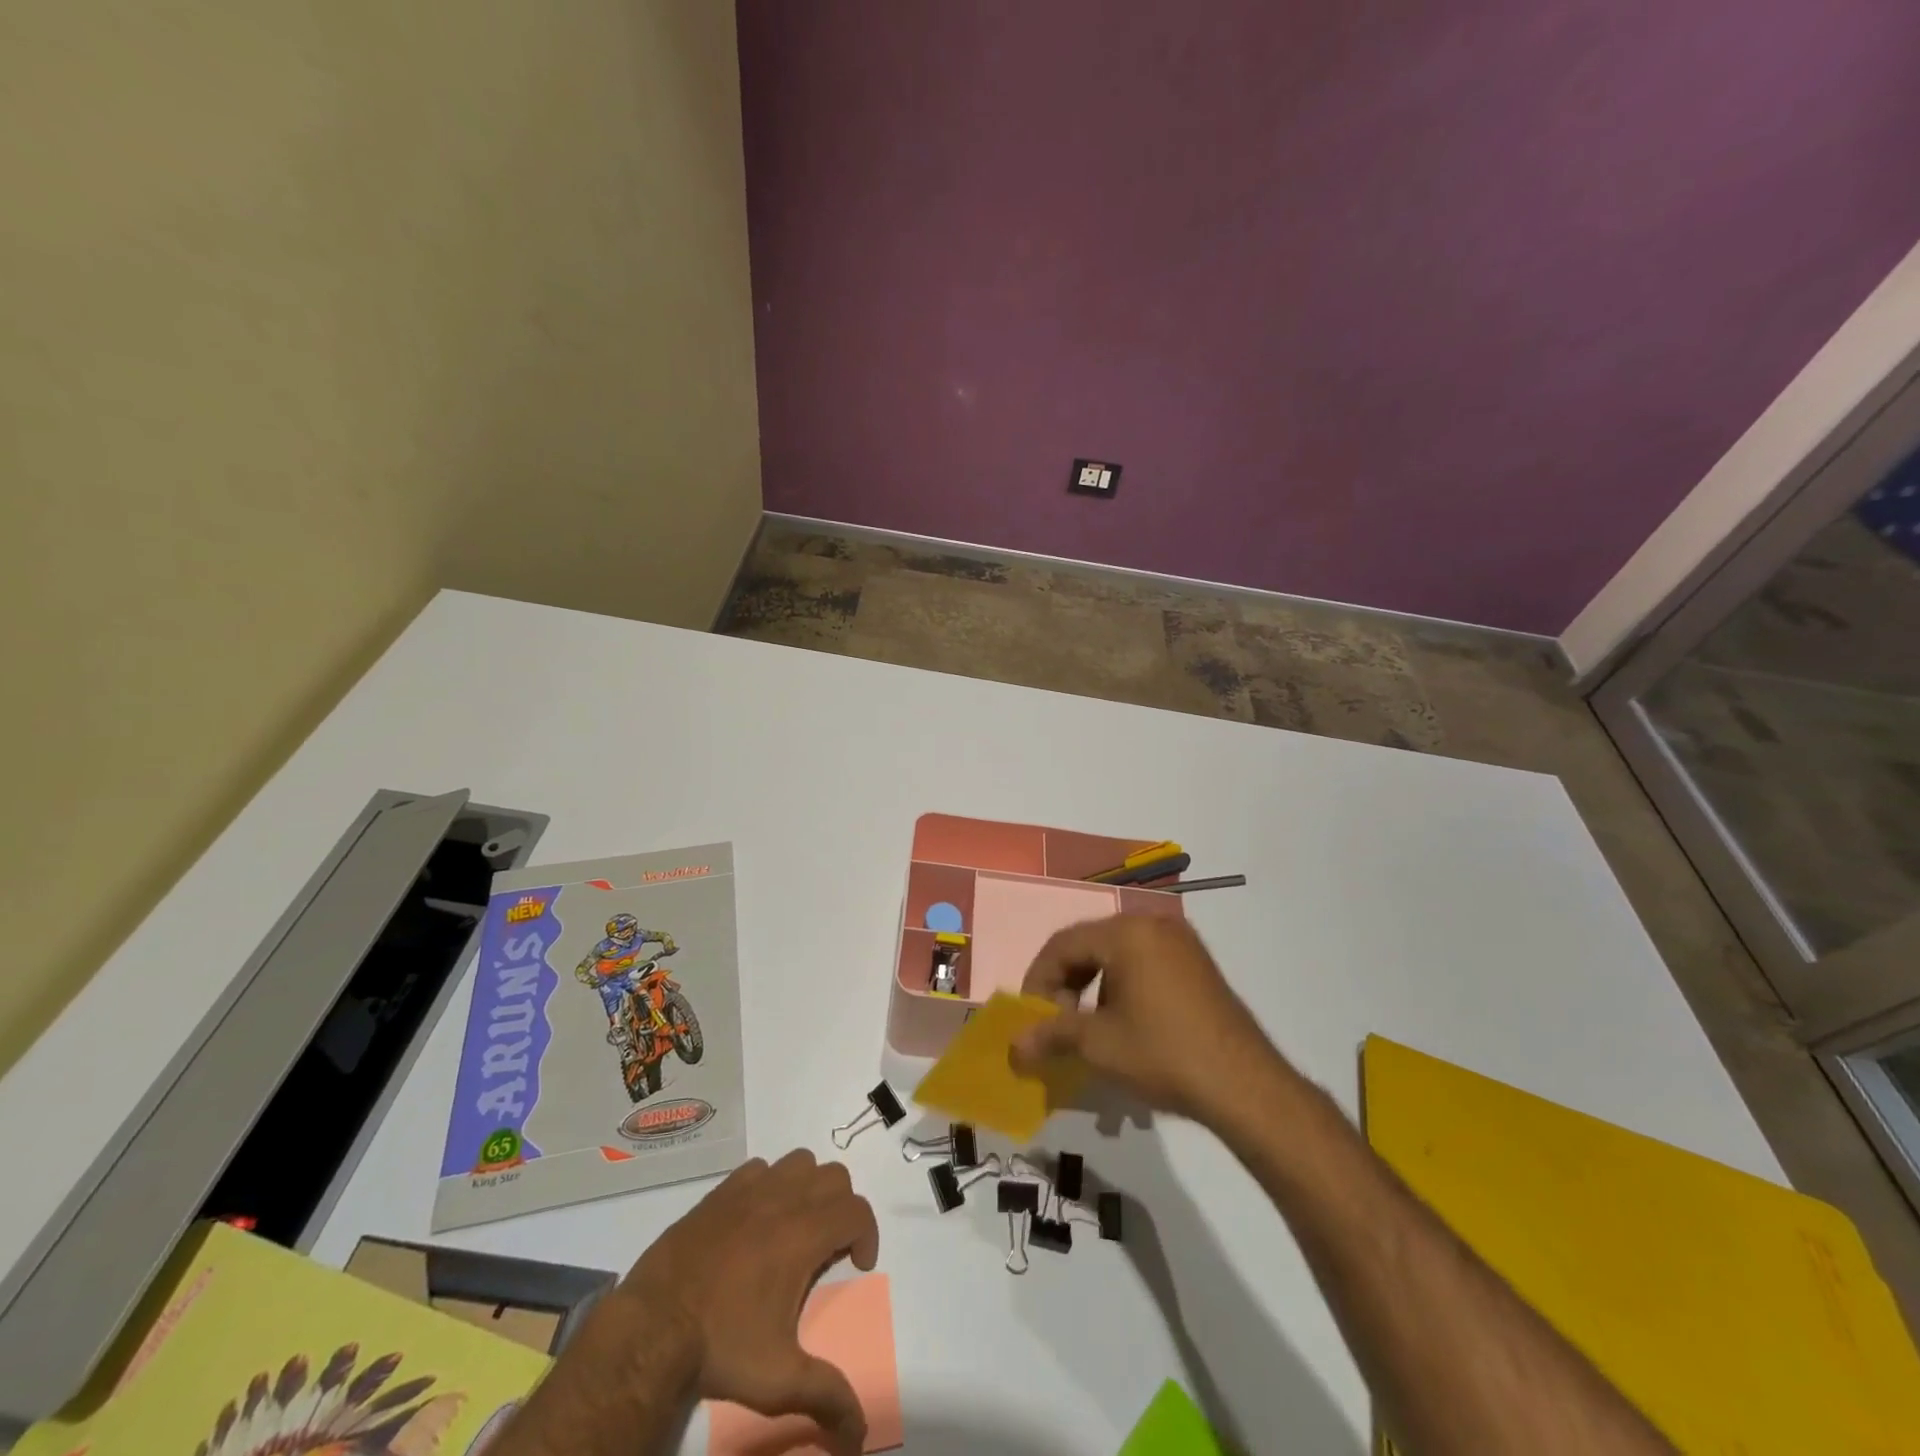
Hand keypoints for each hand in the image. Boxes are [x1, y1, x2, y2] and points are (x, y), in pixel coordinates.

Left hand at [623, 1151, 879, 1453]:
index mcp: (805, 1234)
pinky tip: (757, 1219)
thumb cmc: (721, 1346)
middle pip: (834, 1176)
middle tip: (829, 1247)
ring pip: (799, 1162)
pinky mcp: (721, 1191)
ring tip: (797, 1226)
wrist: (653, 1325)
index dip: (867, 1234)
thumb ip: (826, 1396)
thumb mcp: (778, 1379)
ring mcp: (750, 1190)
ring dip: (808, 1187)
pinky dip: (770, 1184)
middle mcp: (784, 1199)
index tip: (857, 1265)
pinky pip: (760, 1168)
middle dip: (842, 1207)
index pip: (857, 1210)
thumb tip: (860, 1435)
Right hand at [1011, 914, 1279, 1122]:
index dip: (1039, 980)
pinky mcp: (1197, 964)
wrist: (1245, 1086)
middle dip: (1066, 984)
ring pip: (1117, 955)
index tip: (1031, 1017)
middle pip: (1090, 945)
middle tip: (1058, 1023)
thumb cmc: (1163, 1054)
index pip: (1063, 944)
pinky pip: (1145, 962)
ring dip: (1094, 987)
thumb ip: (1051, 1035)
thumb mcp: (1099, 1045)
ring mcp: (1180, 942)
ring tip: (1090, 1029)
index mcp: (1126, 932)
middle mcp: (1153, 924)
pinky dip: (1123, 986)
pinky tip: (1125, 1024)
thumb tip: (1014, 1046)